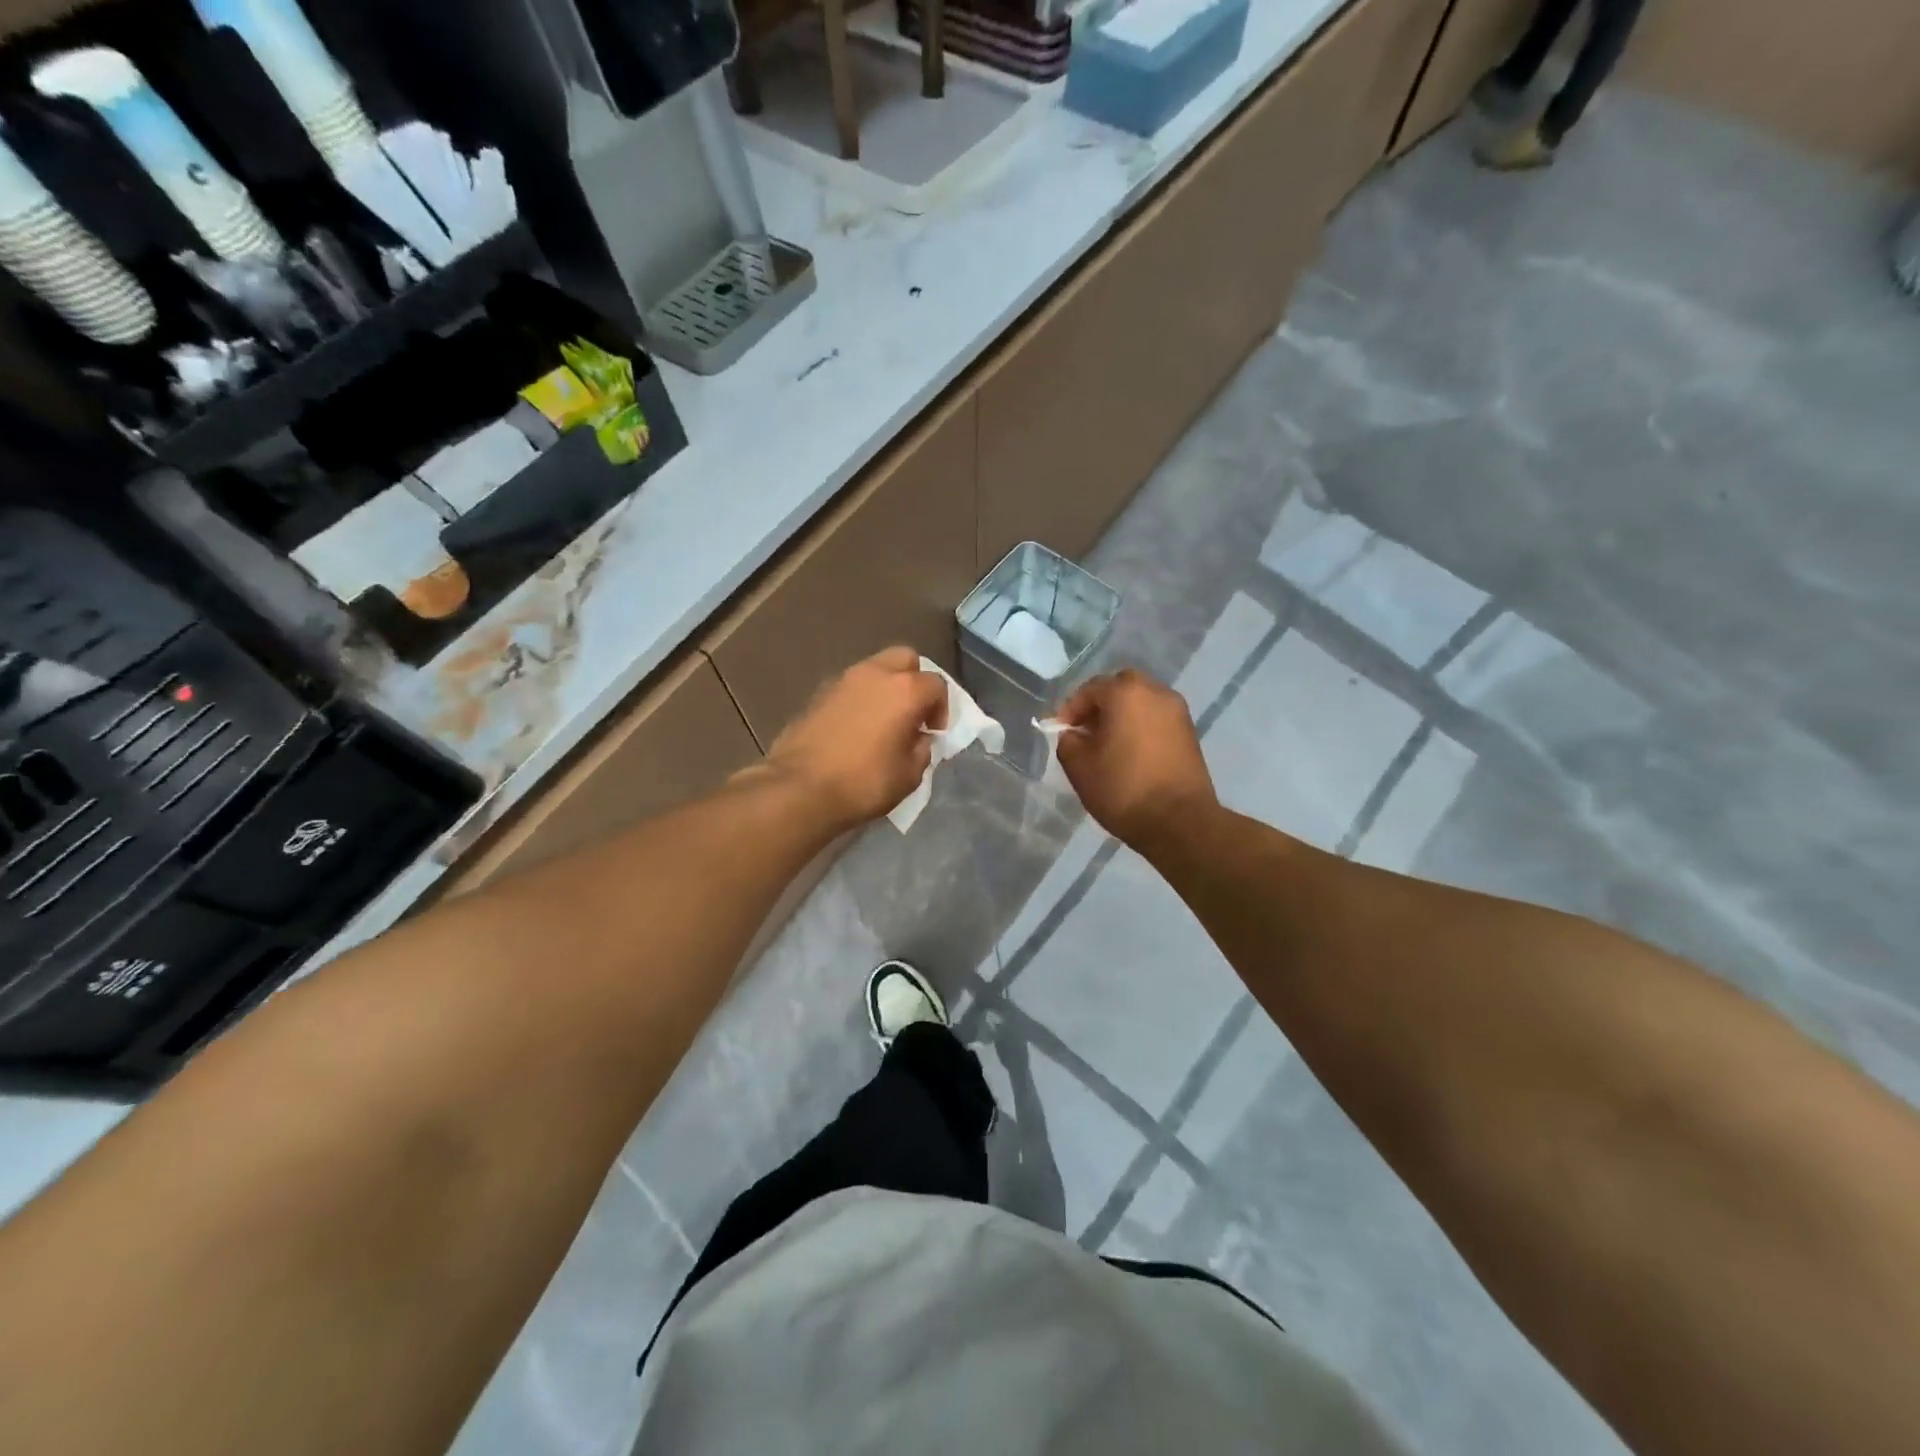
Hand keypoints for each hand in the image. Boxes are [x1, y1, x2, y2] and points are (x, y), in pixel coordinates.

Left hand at [767, 646, 947, 831]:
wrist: (799, 788)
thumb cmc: (864, 783)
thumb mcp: (909, 775)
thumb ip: (922, 749)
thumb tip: (918, 737)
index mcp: (905, 690)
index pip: (936, 684)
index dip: (942, 708)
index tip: (933, 732)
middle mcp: (875, 674)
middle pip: (905, 659)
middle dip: (915, 681)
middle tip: (913, 713)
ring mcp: (842, 680)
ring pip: (875, 668)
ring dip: (886, 688)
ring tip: (883, 721)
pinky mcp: (818, 693)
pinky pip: (851, 686)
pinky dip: (861, 698)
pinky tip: (857, 728)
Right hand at [1056, 669, 1216, 848]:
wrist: (1179, 822)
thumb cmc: (1123, 788)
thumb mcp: (1079, 766)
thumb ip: (1068, 742)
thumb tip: (1073, 735)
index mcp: (1126, 693)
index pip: (1090, 689)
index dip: (1070, 709)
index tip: (1060, 731)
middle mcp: (1156, 692)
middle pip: (1120, 688)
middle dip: (1099, 706)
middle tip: (1085, 731)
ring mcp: (1178, 712)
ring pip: (1141, 702)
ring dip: (1121, 716)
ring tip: (1106, 744)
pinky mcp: (1190, 733)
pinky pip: (1156, 719)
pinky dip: (1140, 727)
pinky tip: (1129, 753)